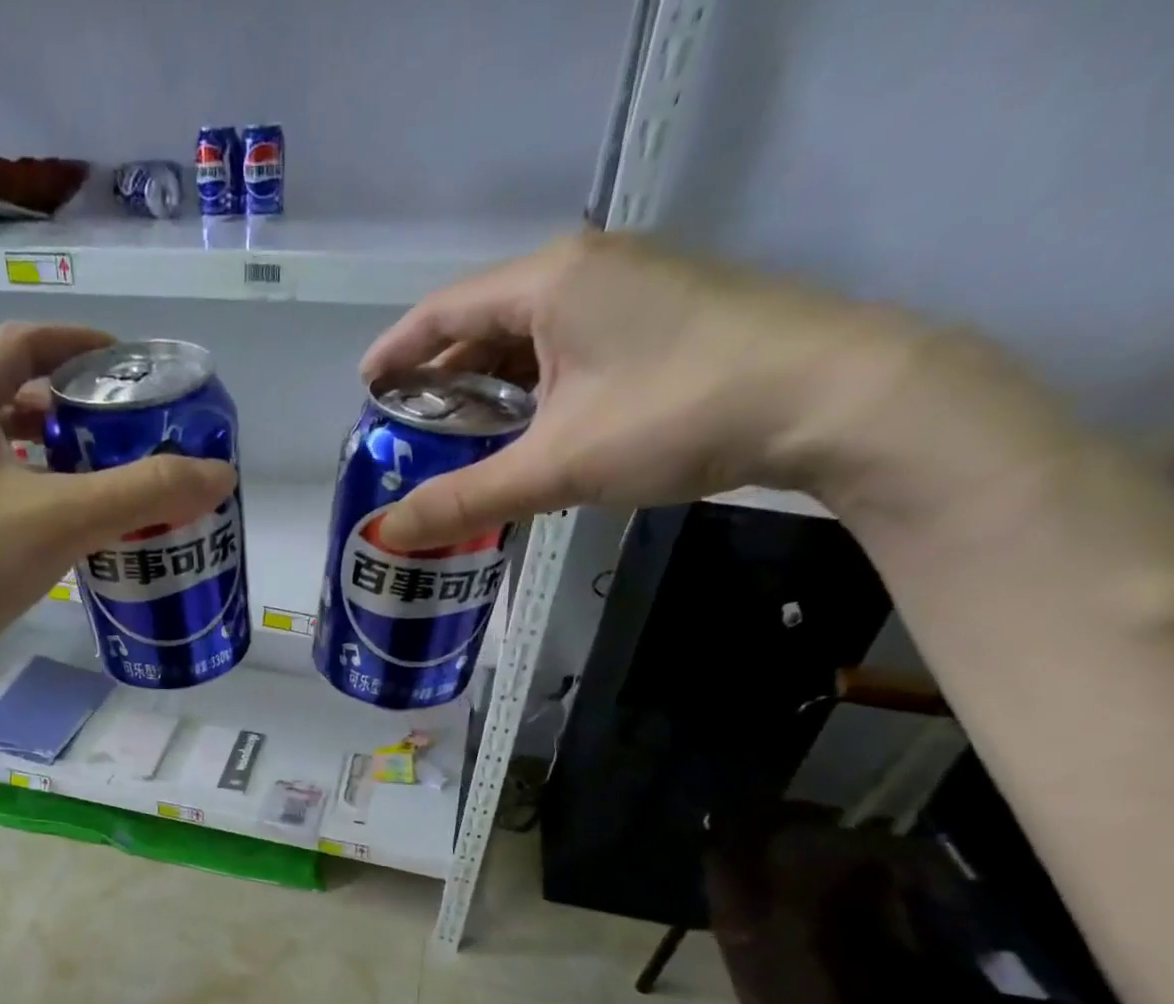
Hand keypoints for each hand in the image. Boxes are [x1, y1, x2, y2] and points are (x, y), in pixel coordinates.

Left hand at [0, 322, 234, 652]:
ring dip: (57, 463)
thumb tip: (220, 474)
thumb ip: (146, 491)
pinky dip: (39, 504)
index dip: (78, 343)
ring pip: (6, 456)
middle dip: (74, 411)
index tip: (127, 362)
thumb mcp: (65, 515)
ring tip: (112, 484)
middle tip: (130, 433)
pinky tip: (73, 536)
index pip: (22, 343)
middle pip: (14, 399)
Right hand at [359, 231, 1007, 549]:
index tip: (364, 388)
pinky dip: (536, 384)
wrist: (838, 396)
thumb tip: (385, 534)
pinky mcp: (665, 315)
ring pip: (532, 334)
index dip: (396, 351)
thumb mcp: (556, 465)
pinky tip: (531, 425)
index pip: (443, 310)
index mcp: (549, 283)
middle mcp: (586, 269)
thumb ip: (465, 499)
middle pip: (485, 319)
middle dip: (441, 373)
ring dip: (490, 382)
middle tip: (409, 425)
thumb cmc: (678, 414)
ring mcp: (632, 287)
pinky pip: (572, 344)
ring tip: (460, 433)